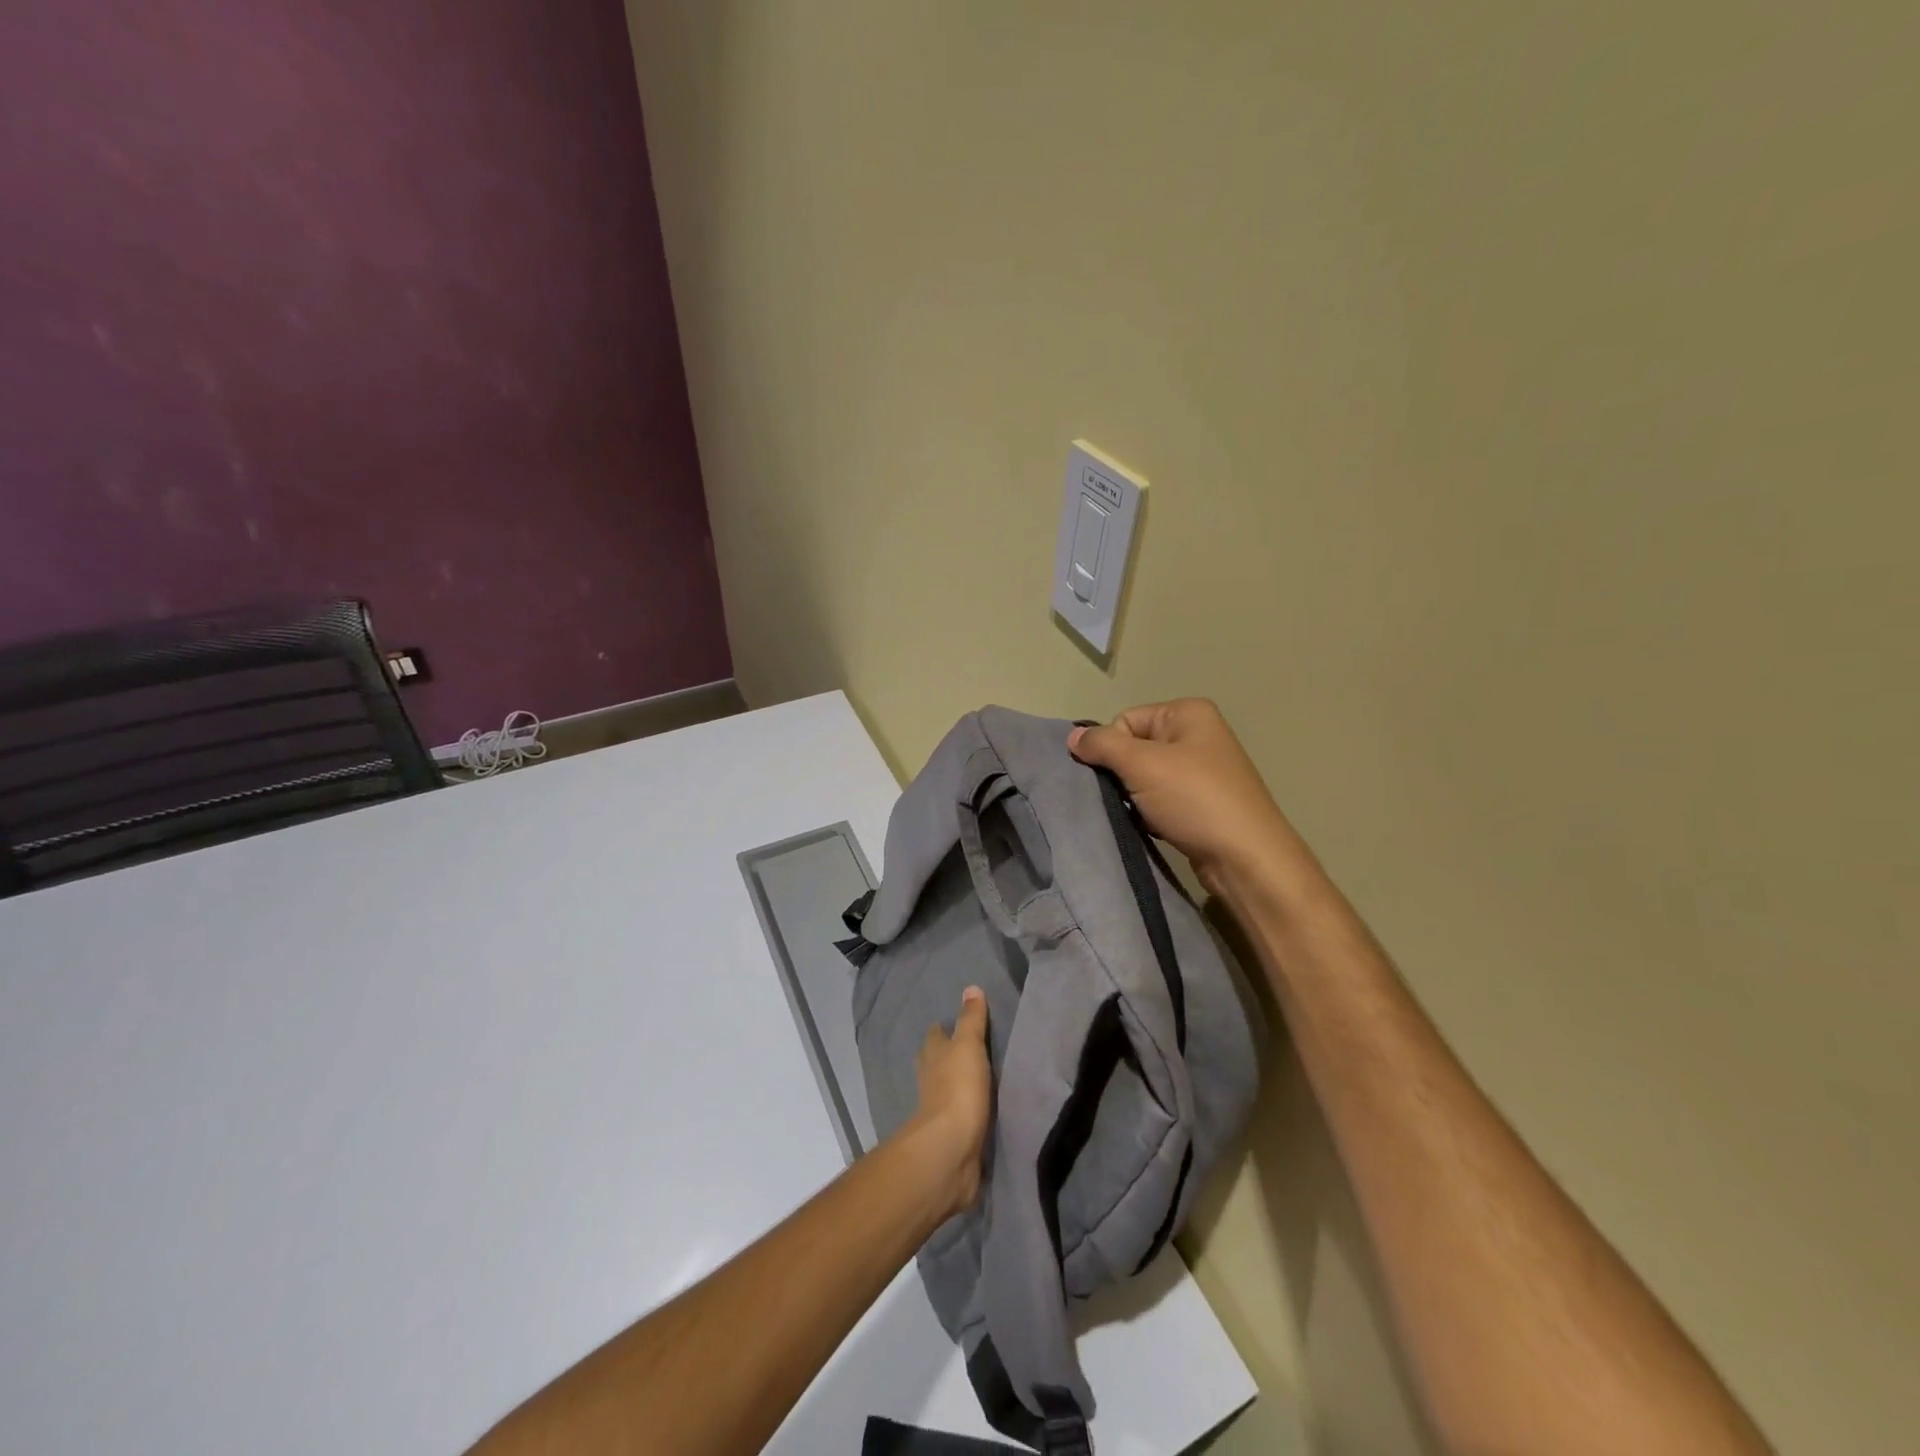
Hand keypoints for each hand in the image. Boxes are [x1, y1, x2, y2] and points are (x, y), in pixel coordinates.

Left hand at [907, 988, 991, 1219]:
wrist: (951, 1150)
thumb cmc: (958, 1089)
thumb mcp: (968, 1046)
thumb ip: (972, 1019)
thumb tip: (971, 987)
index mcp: (932, 1055)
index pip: (936, 1034)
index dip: (944, 1028)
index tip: (958, 1023)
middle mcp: (930, 1079)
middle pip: (937, 1061)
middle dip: (949, 1055)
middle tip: (970, 1048)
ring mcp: (938, 1109)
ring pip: (946, 1089)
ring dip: (957, 1084)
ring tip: (980, 1078)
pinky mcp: (951, 1136)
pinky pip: (960, 1116)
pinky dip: (967, 1111)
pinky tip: (981, 1111)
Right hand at [1069, 699, 1304, 899]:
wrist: (1246, 859)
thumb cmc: (1195, 800)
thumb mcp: (1142, 764)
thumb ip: (1102, 745)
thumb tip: (1072, 736)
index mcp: (1188, 713)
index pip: (1125, 720)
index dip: (1111, 748)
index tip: (1115, 777)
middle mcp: (1197, 735)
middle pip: (1134, 747)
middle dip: (1120, 774)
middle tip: (1122, 798)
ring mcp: (1202, 771)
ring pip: (1144, 777)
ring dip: (1132, 797)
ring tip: (1137, 815)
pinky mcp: (1201, 803)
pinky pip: (1159, 799)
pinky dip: (1148, 812)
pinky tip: (1150, 827)